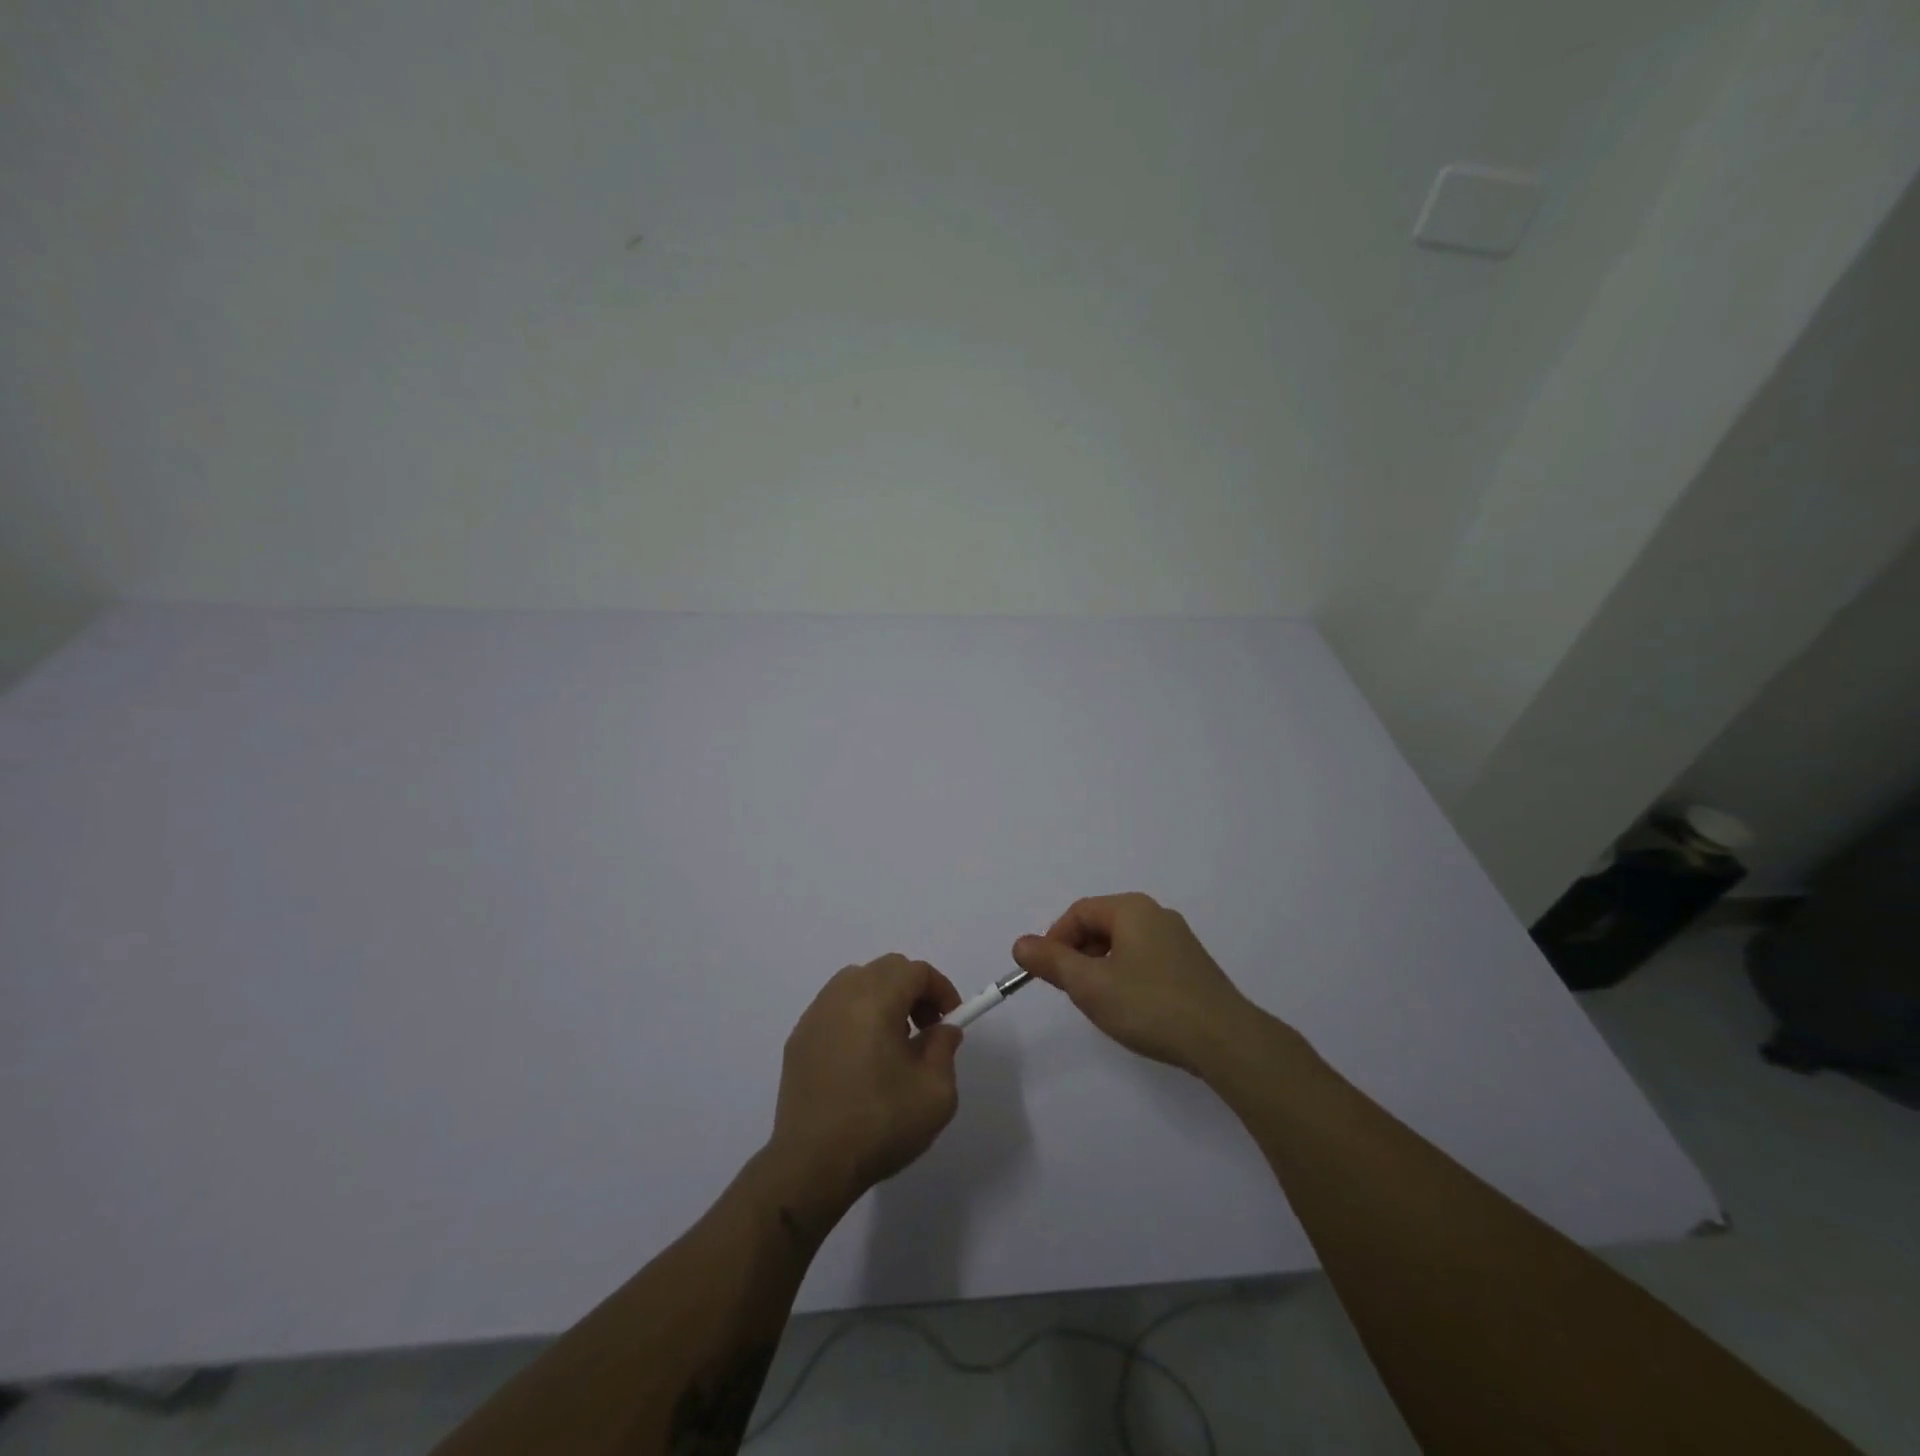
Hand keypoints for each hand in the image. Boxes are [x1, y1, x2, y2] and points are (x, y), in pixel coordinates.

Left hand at [769, 954, 963, 1213]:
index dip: (940, 989)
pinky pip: (835, 1008)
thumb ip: (944, 1049)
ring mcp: (814, 1015)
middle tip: (926, 1028)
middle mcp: (841, 996)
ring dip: (883, 999)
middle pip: (885, 970)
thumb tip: (942, 1030)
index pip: (914, 971)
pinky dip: (856, 1016)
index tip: (951, 1019)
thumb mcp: (935, 1093)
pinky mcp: (798, 1039)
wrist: (811, 1165)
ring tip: (894, 1043)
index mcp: (875, 1000)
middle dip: (913, 990)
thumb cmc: (879, 1124)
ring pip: (857, 983)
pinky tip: (862, 1059)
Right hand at [1012, 893, 1255, 1072]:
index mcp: (1132, 909)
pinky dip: (1126, 976)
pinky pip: (1145, 959)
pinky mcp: (1191, 966)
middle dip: (1078, 955)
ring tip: (1100, 1003)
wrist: (1224, 1040)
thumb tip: (1020, 944)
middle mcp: (1156, 915)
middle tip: (1072, 991)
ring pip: (1123, 945)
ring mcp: (1178, 940)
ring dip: (1102, 968)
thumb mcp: (1090, 985)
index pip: (1079, 912)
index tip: (1047, 973)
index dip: (1055, 940)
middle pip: (1101, 926)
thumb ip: (1052, 962)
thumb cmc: (1150, 1005)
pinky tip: (1131, 1008)